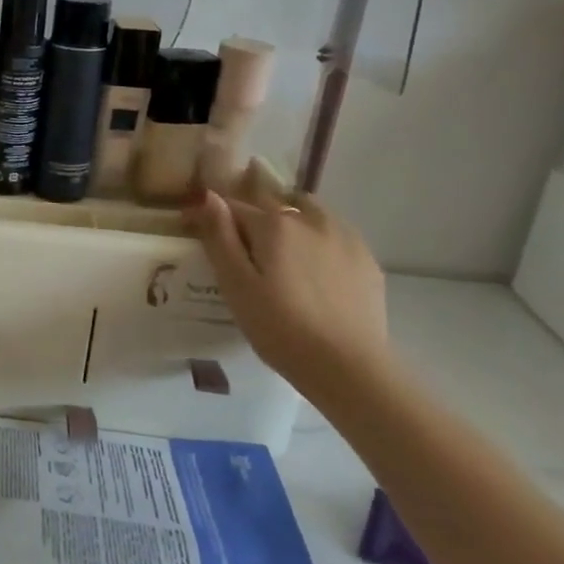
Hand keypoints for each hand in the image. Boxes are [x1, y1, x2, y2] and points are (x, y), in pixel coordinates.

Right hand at [181, 179, 391, 394]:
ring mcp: (345, 238)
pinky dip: (319, 241)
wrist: (348, 367)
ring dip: (291, 221)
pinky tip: (315, 272)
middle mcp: (312, 220)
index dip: (213, 216)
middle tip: (245, 245)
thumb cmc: (279, 327)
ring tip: (282, 253)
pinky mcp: (367, 261)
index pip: (234, 206)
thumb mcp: (235, 284)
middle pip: (275, 202)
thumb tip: (209, 196)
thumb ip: (220, 237)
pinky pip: (335, 235)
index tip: (197, 229)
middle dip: (255, 213)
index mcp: (275, 224)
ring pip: (310, 213)